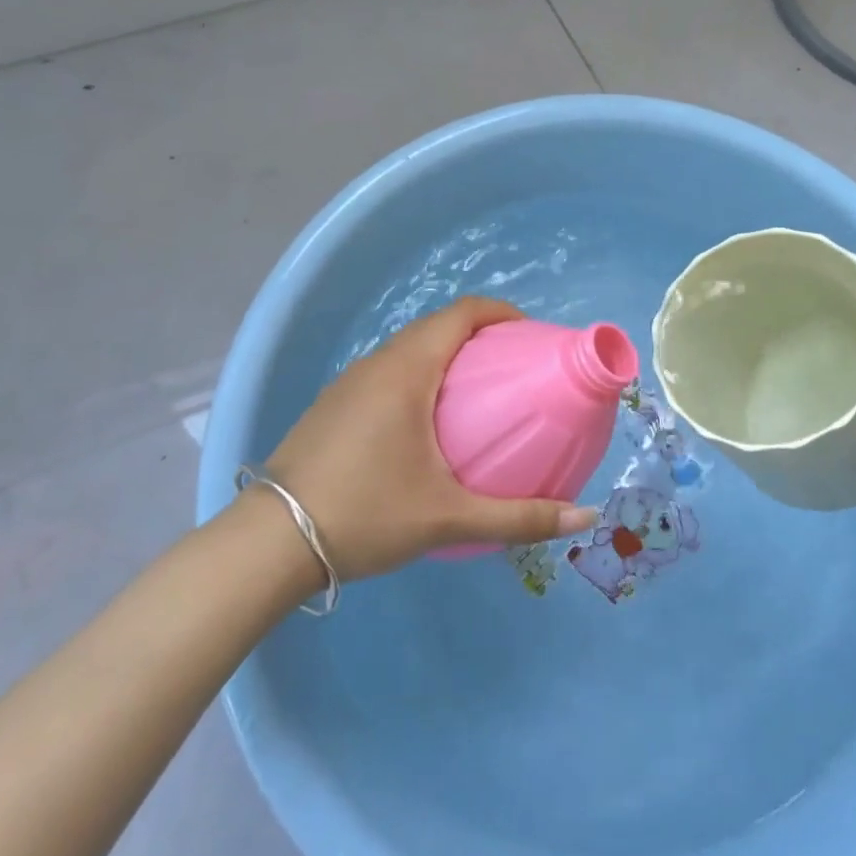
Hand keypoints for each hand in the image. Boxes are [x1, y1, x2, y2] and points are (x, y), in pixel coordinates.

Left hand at [256, 297, 596, 581]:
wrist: (270, 542)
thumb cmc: (366, 514)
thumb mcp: (448, 516)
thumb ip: (518, 516)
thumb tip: (585, 514)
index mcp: (407, 370)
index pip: (462, 313)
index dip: (501, 313)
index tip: (530, 337)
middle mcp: (377, 363)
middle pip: (436, 327)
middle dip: (479, 335)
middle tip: (513, 368)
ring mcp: (349, 382)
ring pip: (407, 349)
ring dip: (445, 355)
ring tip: (476, 394)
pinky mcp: (332, 405)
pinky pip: (386, 371)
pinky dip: (417, 375)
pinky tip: (425, 422)